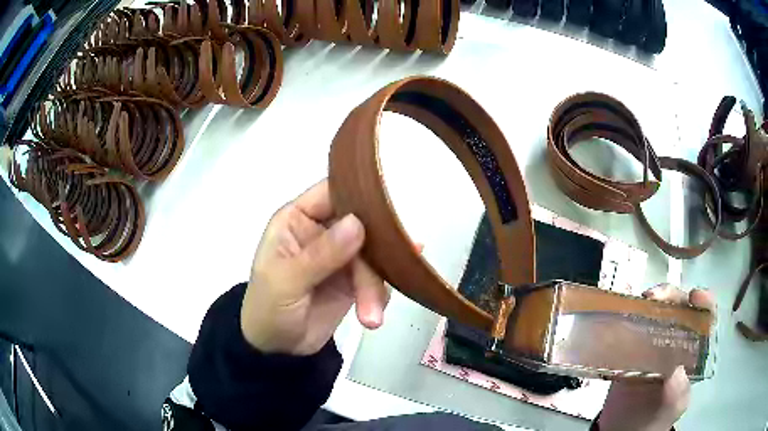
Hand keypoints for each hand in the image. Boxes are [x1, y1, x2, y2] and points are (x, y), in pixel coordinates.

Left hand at [240, 180, 388, 355]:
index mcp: (298, 220)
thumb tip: (358, 223)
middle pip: (361, 225)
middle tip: (384, 277)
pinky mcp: (353, 281)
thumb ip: (320, 254)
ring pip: (372, 256)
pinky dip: (380, 293)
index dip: (357, 192)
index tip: (387, 203)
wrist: (277, 349)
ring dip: (374, 286)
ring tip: (371, 317)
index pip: (331, 192)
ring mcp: (340, 257)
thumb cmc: (268, 308)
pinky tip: (379, 308)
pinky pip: (376, 278)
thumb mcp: (287, 281)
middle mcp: (322, 232)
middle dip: (374, 253)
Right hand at [598, 284, 715, 430]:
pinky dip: (628, 315)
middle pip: (679, 309)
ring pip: (656, 313)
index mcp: (692, 353)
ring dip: (648, 304)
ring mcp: (652, 346)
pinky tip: (621, 314)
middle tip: (654, 298)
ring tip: (638, 304)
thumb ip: (677, 393)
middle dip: (671, 296)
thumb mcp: (671, 409)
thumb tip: (676, 370)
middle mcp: (675, 344)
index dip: (703, 302)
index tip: (694, 297)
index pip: (705, 319)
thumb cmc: (653, 421)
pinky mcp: (631, 351)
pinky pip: (632, 327)